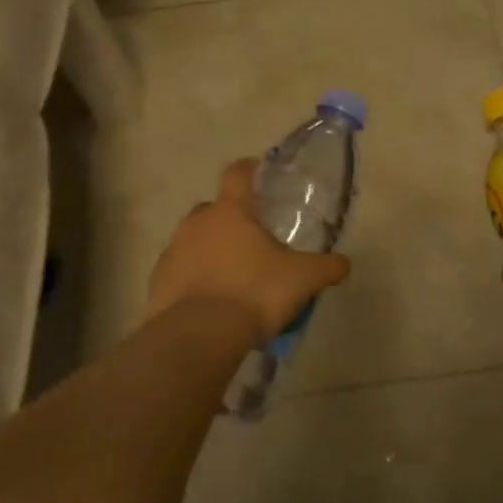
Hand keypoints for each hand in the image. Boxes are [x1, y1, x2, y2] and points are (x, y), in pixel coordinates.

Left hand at [144, 159, 351, 348]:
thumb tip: (344, 264)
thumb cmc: (254, 292)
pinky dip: (193, 277)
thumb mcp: (302, 279)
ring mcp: (173, 250)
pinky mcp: (158, 281)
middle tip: (250, 239)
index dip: (247, 168)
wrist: (199, 334)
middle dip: (229, 218)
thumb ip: (326, 268)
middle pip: (213, 209)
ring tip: (231, 275)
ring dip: (209, 249)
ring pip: (194, 239)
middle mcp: (197, 223)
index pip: (237, 174)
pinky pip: (179, 270)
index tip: (256, 169)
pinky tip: (209, 299)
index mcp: (231, 211)